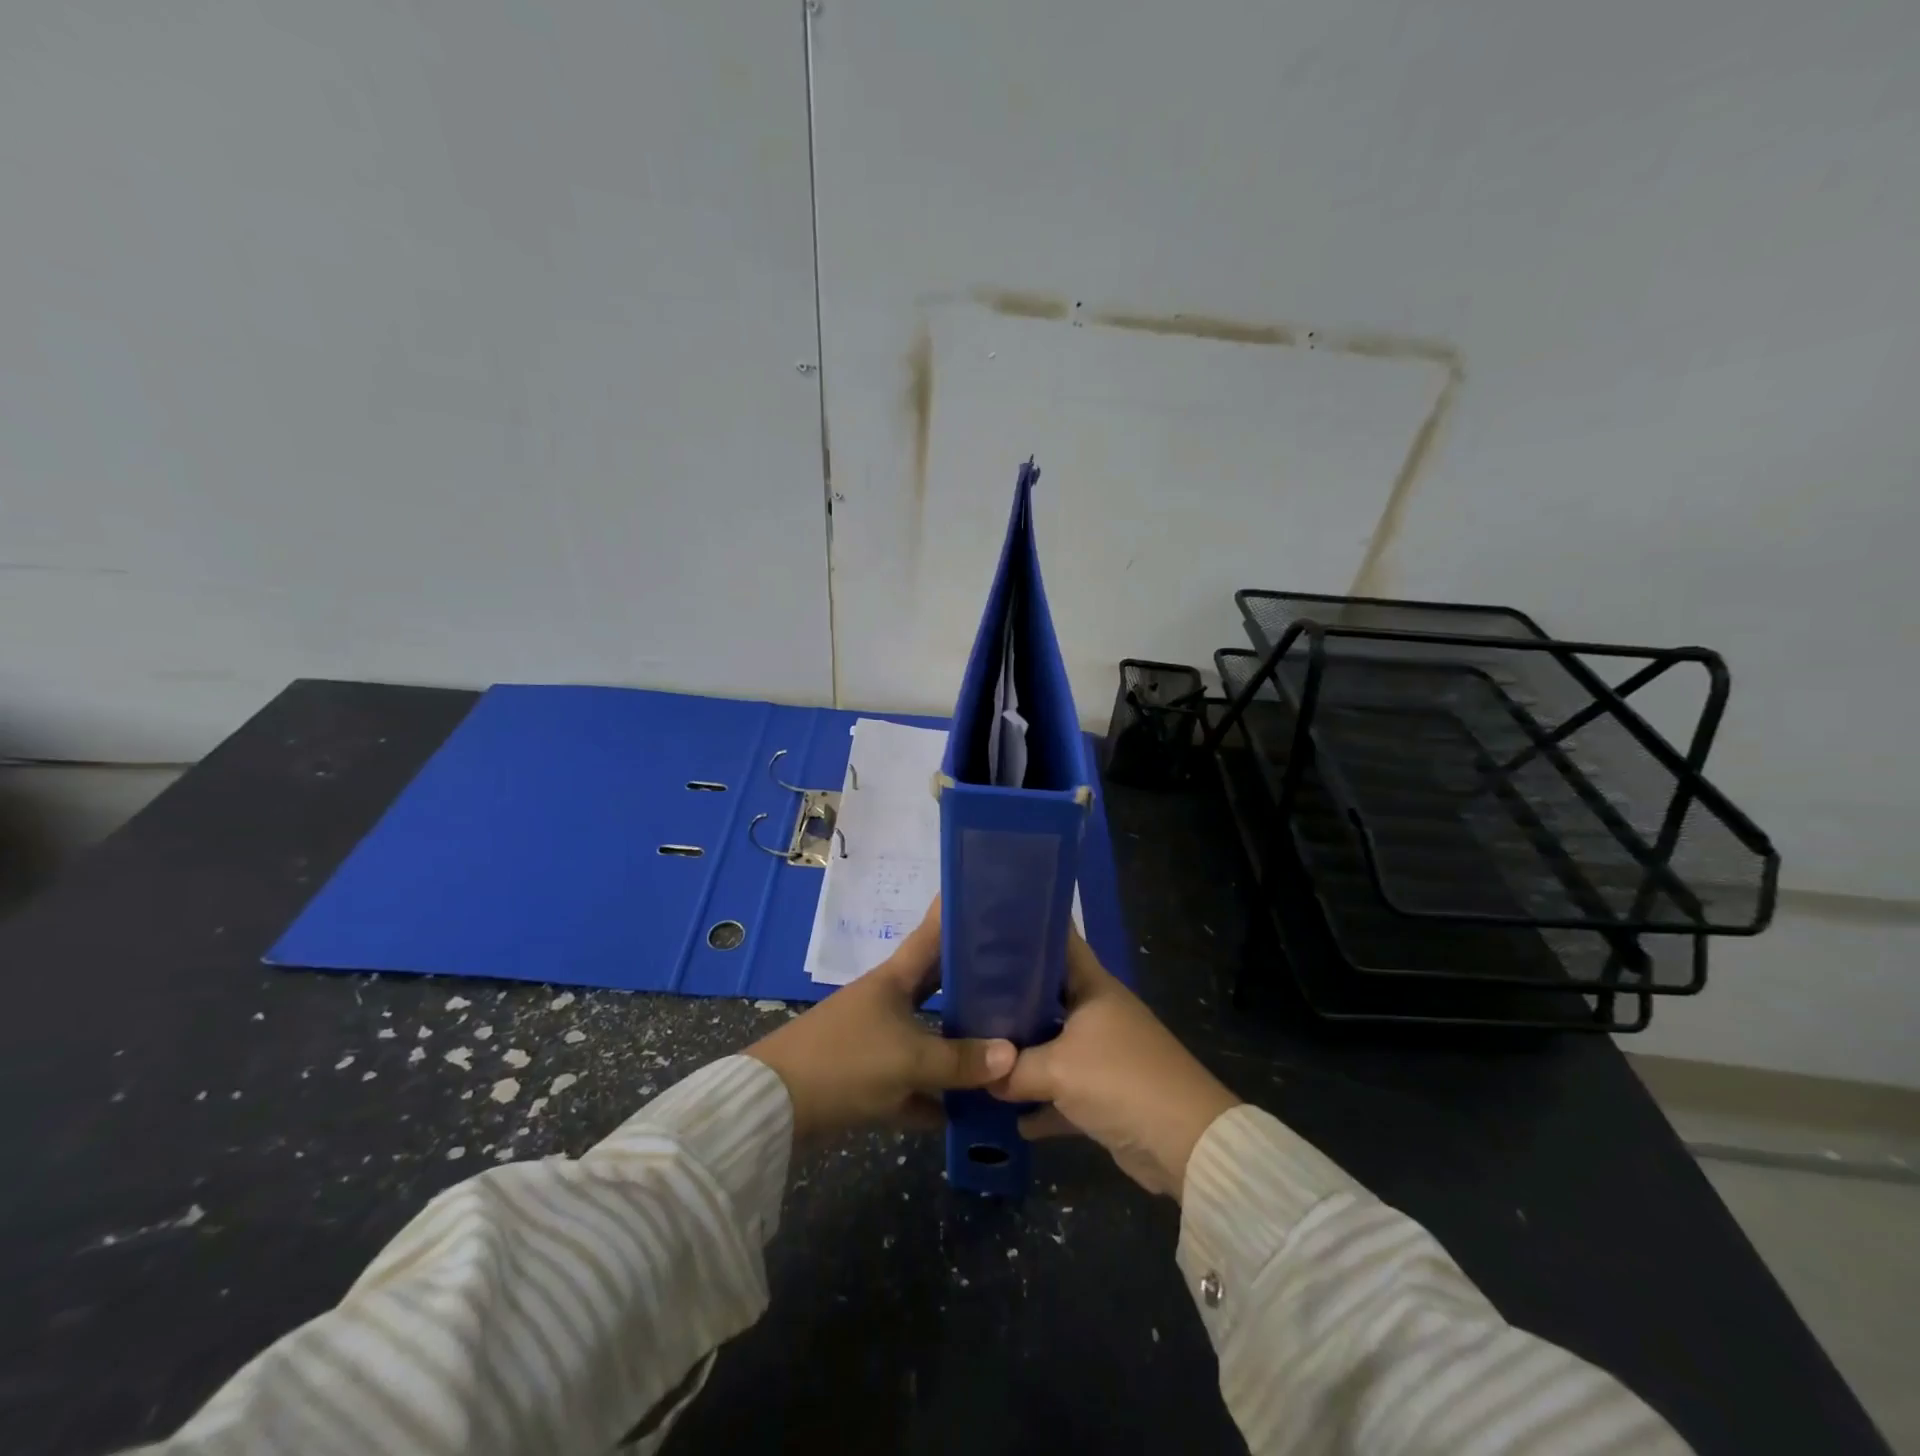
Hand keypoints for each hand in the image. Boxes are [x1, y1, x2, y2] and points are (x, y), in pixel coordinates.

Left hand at [746, 899, 1014, 1140]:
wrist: (774, 1107)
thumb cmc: (847, 1062)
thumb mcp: (910, 1061)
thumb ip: (961, 1060)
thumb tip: (1012, 1054)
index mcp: (894, 980)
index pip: (931, 935)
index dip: (954, 914)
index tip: (984, 895)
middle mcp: (887, 1002)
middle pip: (936, 986)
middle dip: (971, 982)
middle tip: (1016, 977)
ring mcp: (875, 1039)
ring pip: (926, 1036)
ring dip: (956, 1045)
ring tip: (1003, 1044)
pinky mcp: (866, 1078)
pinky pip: (911, 1082)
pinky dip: (933, 1095)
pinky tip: (964, 1113)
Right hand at [989, 931, 1238, 1199]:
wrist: (1184, 1143)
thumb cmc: (1120, 1080)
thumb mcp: (1057, 1069)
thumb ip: (1013, 1069)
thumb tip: (980, 1075)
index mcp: (1092, 987)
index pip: (1059, 941)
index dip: (1027, 929)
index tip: (988, 926)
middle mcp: (1097, 1012)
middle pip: (1047, 995)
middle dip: (1010, 998)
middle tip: (965, 994)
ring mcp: (1103, 1053)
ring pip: (1052, 1044)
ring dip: (1023, 1055)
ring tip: (977, 1052)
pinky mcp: (1105, 1093)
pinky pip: (1063, 1090)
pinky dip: (1041, 1103)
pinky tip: (1011, 1117)